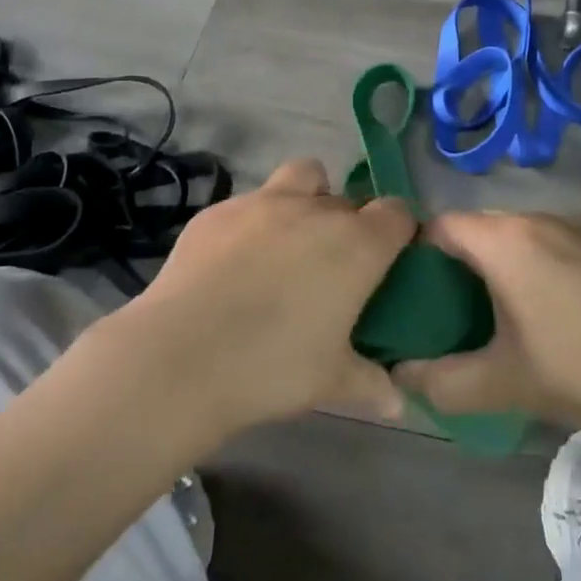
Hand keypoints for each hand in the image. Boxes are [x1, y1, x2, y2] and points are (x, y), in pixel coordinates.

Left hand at [105, 159, 416, 439]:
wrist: (180, 355)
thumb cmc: (272, 367)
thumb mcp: (331, 382)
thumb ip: (371, 384)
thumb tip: (398, 404)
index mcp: (356, 244)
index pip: (398, 213)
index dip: (400, 231)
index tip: (392, 259)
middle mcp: (315, 210)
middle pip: (349, 198)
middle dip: (351, 223)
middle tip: (336, 266)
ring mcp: (262, 202)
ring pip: (303, 176)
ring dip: (309, 198)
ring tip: (291, 241)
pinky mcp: (218, 210)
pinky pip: (251, 201)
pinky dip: (256, 221)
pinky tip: (237, 260)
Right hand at [392, 212, 580, 444]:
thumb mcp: (503, 383)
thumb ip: (440, 381)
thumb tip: (397, 374)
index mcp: (503, 240)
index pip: (436, 227)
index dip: (412, 257)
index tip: (405, 298)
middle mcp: (532, 220)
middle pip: (470, 229)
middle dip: (447, 266)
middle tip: (437, 313)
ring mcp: (569, 230)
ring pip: (506, 238)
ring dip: (486, 268)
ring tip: (480, 317)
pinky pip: (537, 246)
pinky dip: (519, 269)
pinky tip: (532, 315)